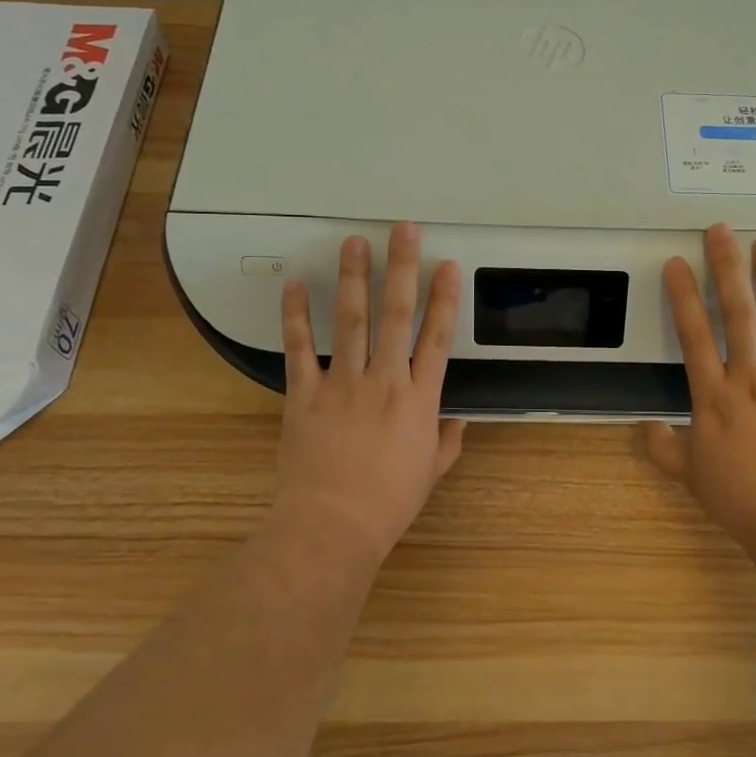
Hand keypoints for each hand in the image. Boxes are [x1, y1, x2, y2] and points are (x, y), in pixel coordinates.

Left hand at [274, 222, 465, 558]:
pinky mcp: (304, 394)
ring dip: (353, 279)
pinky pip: (299, 349)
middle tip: (402, 231)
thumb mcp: (431, 472)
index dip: (444, 298)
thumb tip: (459, 420)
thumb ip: (448, 440)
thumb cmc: (388, 502)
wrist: (333, 524)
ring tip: (353, 243)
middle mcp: (384, 380)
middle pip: (395, 314)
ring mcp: (342, 383)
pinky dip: (296, 317)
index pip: (437, 337)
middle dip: (401, 268)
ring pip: (350, 321)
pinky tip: (296, 287)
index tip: (446, 266)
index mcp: (419, 399)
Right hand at [643, 224, 755, 542]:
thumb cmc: (739, 497)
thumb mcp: (690, 474)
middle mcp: (748, 377)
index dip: (682, 296)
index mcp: (713, 395)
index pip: (693, 334)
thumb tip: (645, 428)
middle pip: (737, 313)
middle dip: (727, 268)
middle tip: (721, 230)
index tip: (675, 263)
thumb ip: (664, 447)